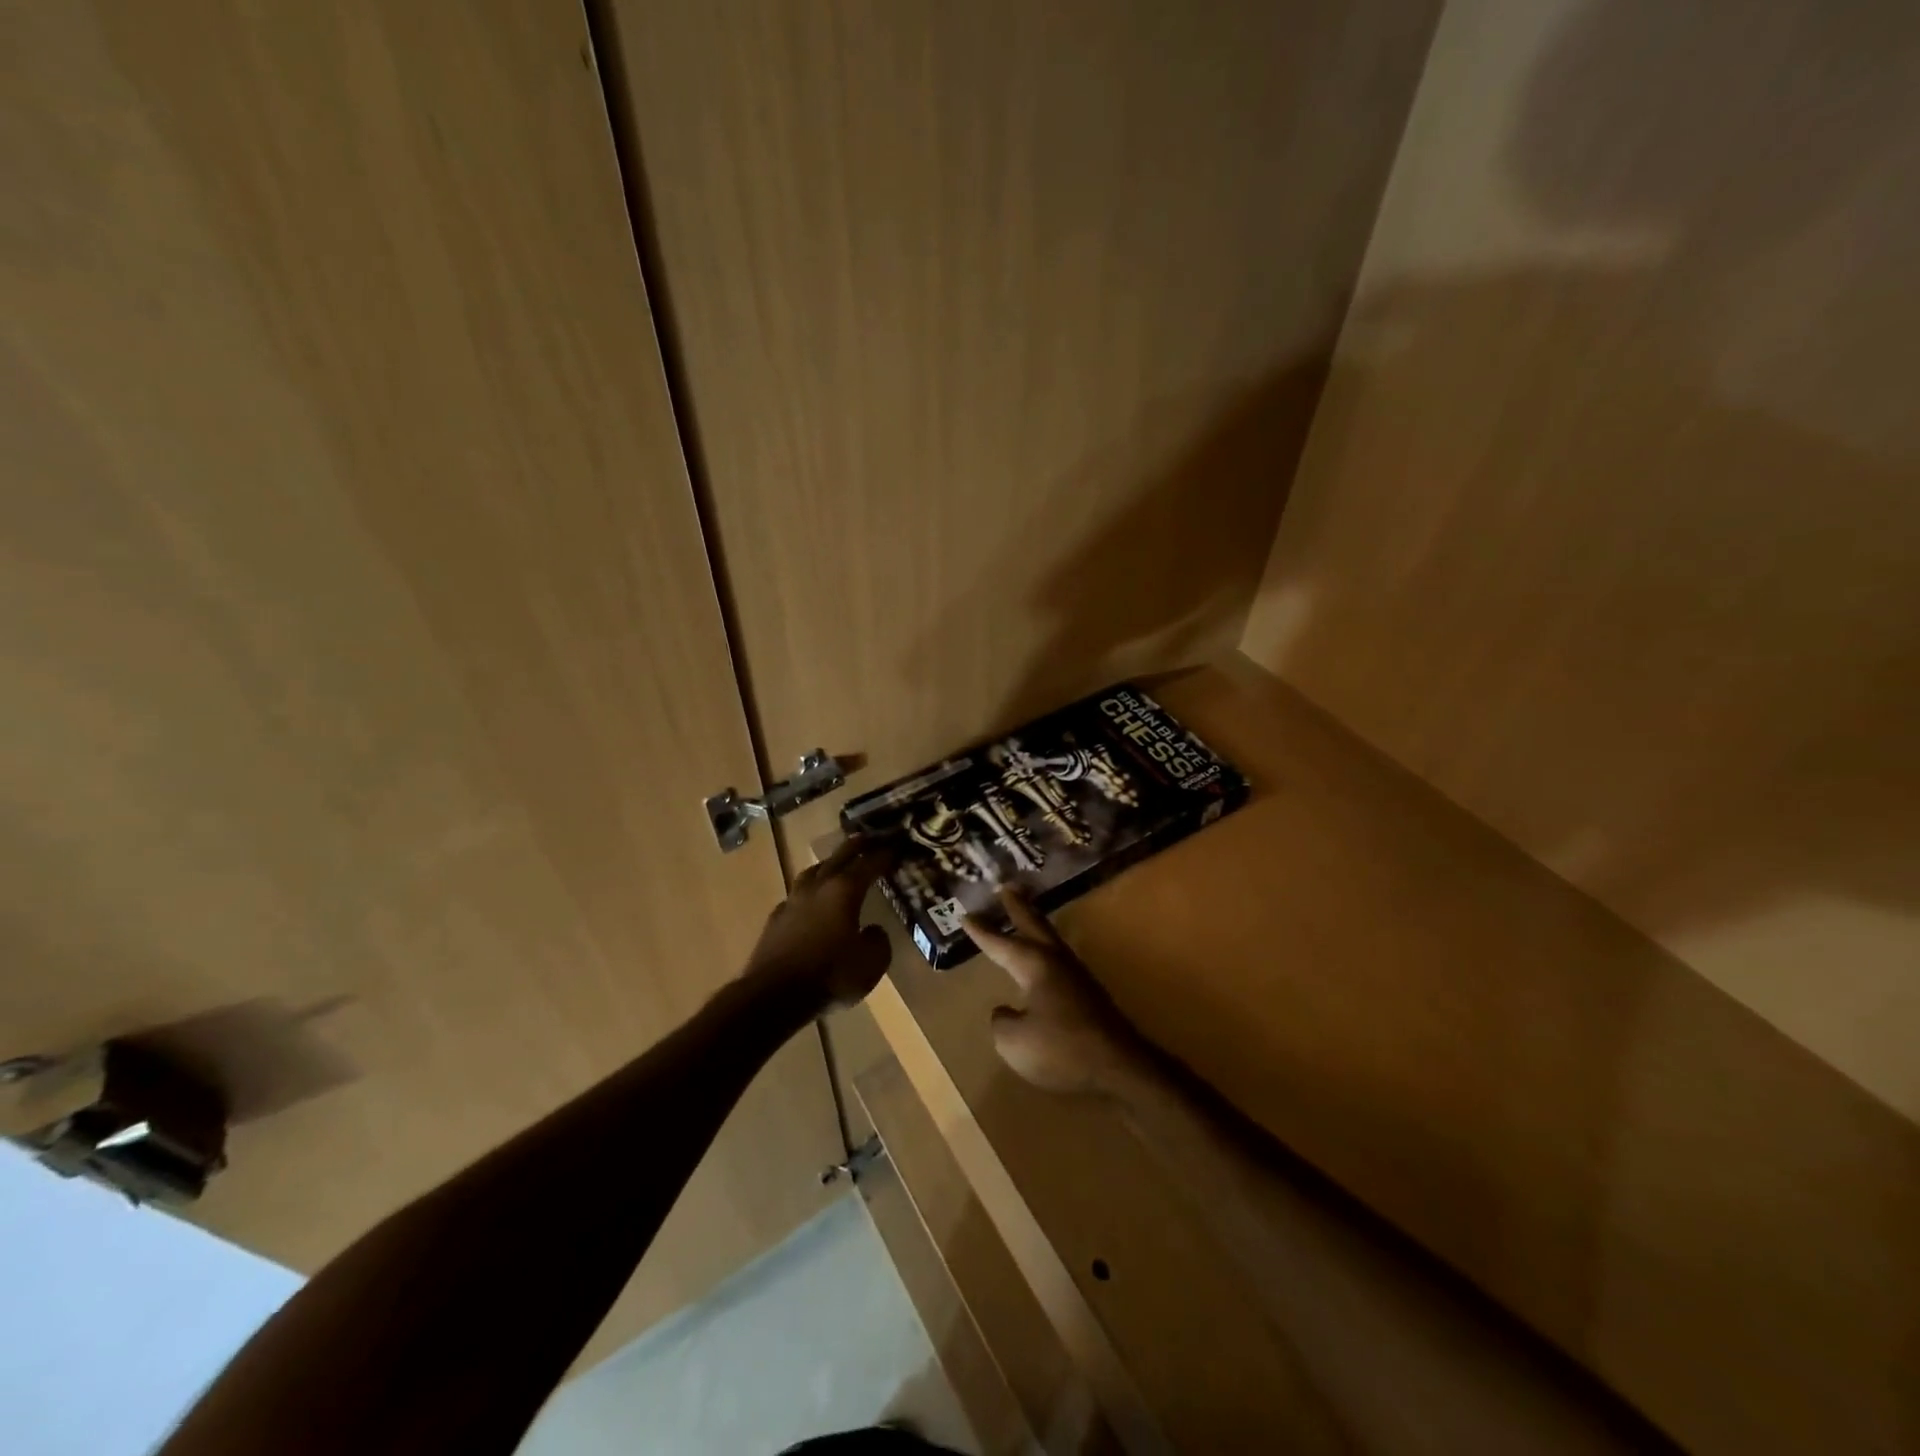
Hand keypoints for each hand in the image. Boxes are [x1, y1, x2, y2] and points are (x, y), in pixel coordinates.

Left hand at [745, 836, 894, 1012]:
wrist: (773, 996)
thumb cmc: (830, 975)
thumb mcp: (872, 963)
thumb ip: (878, 941)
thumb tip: (873, 930)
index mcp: (844, 890)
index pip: (869, 864)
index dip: (884, 854)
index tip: (896, 846)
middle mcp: (818, 887)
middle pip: (838, 857)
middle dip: (856, 846)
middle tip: (868, 838)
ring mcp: (792, 901)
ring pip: (813, 872)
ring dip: (828, 865)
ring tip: (836, 865)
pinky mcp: (775, 920)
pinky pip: (797, 896)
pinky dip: (809, 893)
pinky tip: (810, 902)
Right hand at [963, 888, 1149, 1098]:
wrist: (1118, 1066)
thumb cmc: (1061, 1049)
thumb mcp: (1013, 1041)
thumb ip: (1002, 1021)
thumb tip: (1006, 1011)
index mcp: (1034, 965)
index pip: (1001, 944)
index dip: (982, 932)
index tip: (965, 915)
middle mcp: (1056, 962)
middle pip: (1034, 925)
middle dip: (1018, 907)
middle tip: (1007, 887)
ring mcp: (1077, 977)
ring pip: (1051, 941)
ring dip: (1036, 925)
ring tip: (1027, 916)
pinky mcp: (1089, 995)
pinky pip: (1060, 962)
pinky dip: (1047, 951)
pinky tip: (1045, 964)